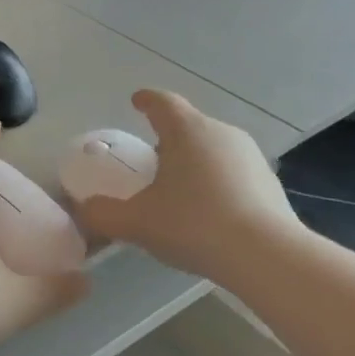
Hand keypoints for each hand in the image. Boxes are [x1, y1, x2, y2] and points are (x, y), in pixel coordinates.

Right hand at [75, 90, 299, 283]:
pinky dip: (216, 183)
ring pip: (213, 149)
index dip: (146, 101)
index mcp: (187, 131)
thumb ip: (104, 214)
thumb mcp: (137, 223)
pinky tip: (208, 212)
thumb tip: (85, 209)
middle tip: (151, 161)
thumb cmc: (193, 225)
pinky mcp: (269, 182)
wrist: (264, 254)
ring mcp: (250, 156)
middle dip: (169, 139)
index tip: (137, 101)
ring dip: (194, 162)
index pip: (163, 103)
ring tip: (178, 190)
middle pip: (189, 126)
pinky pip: (233, 173)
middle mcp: (222, 133)